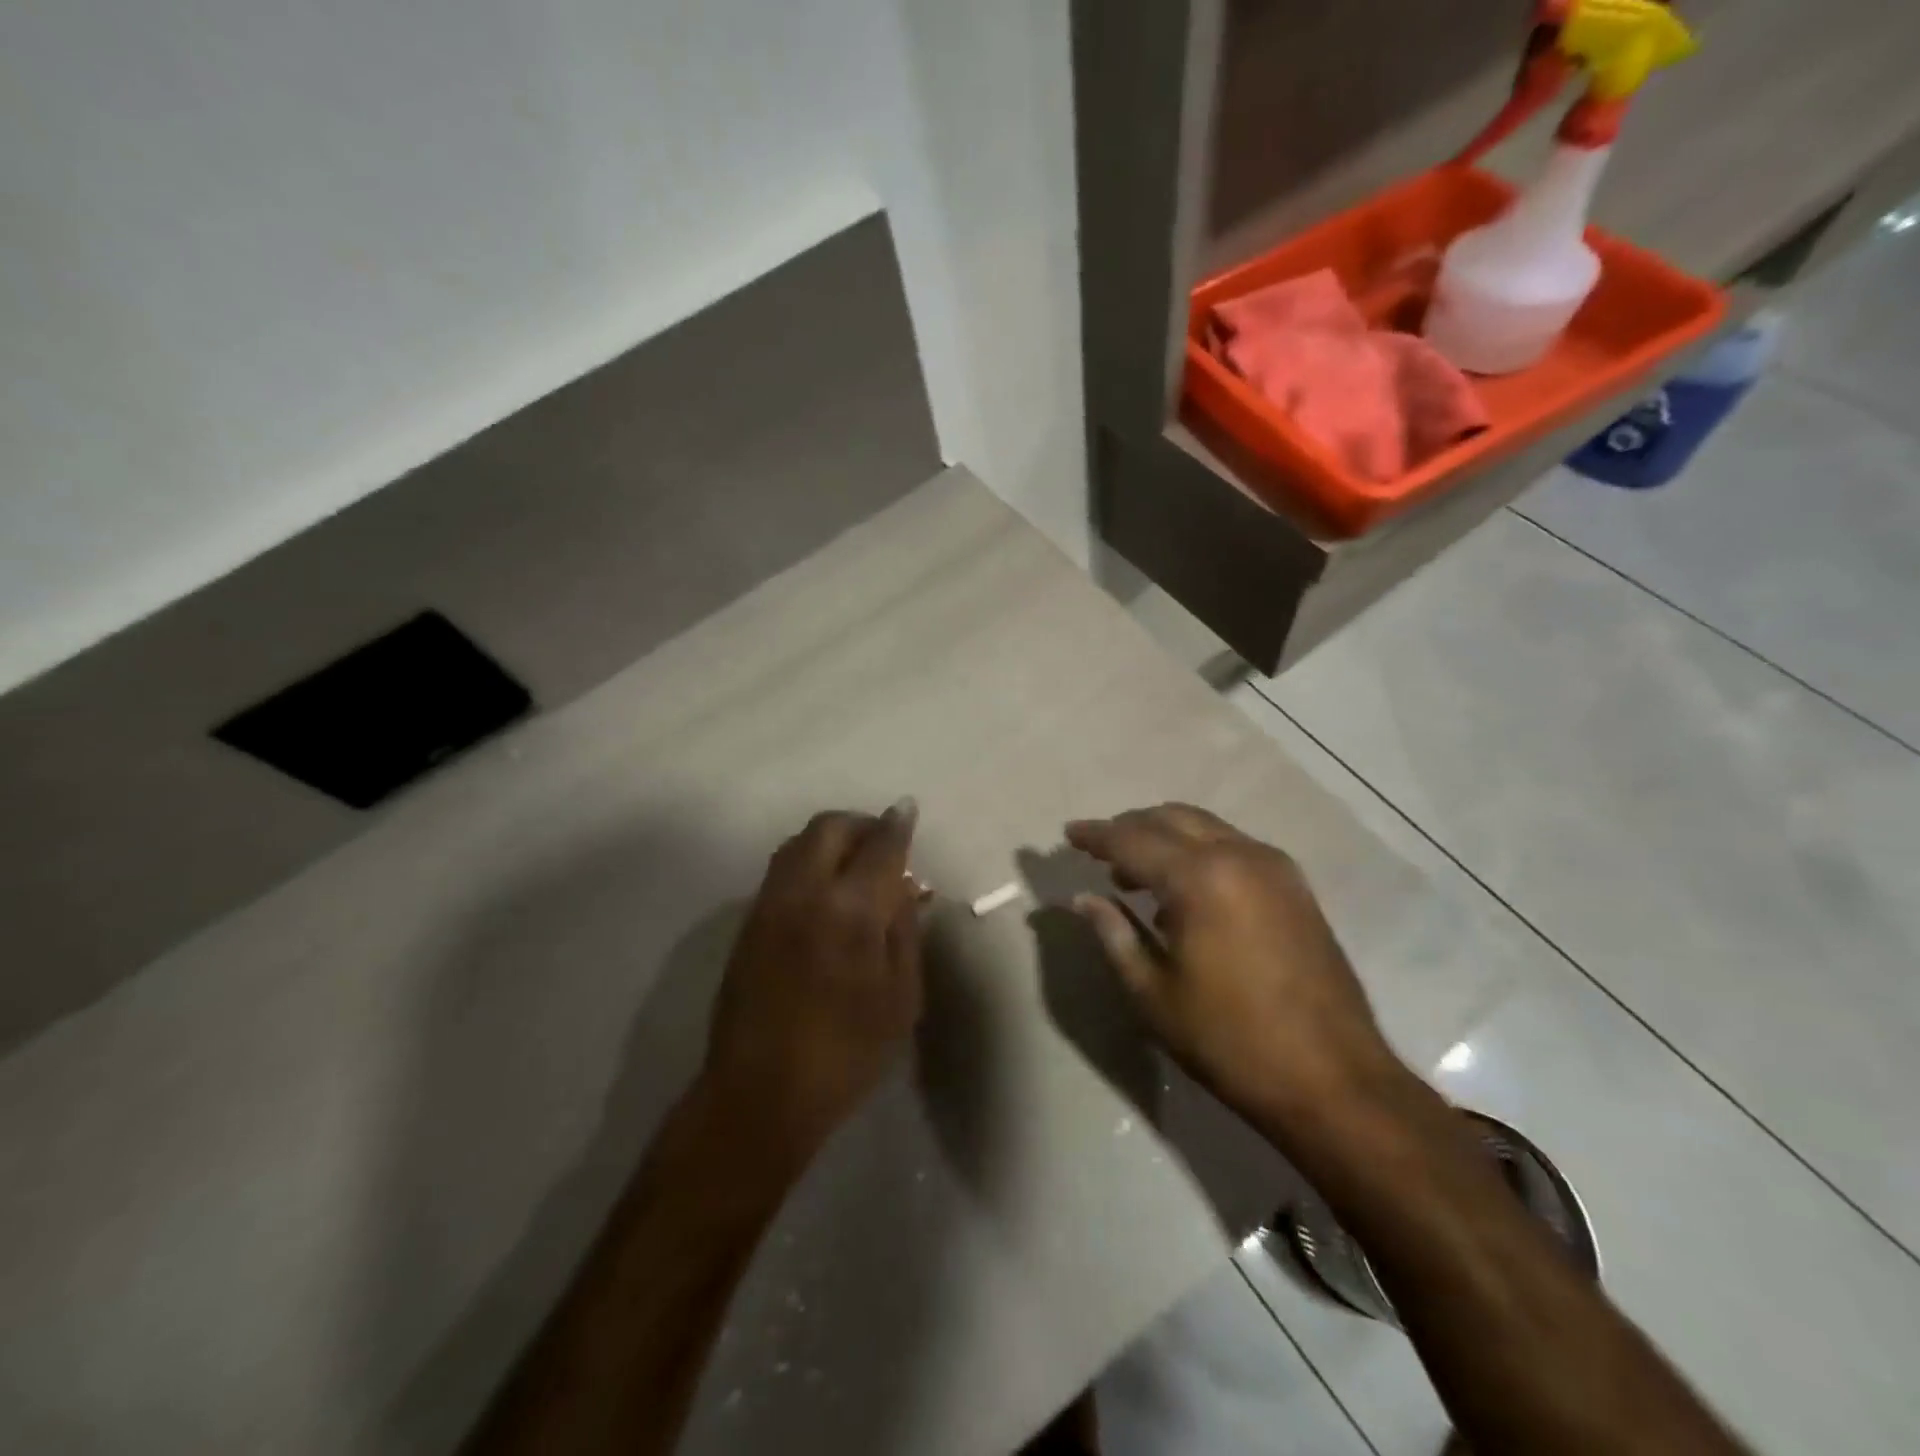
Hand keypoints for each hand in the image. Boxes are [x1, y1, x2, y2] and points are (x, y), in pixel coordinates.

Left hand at [700, 801, 924, 1170]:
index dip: (897, 825)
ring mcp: (769, 904)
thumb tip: (904, 887)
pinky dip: (809, 860)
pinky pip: (782, 868)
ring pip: (799, 843)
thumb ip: (903, 932)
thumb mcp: (900, 998)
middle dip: (860, 824)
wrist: (760, 1094)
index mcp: (850, 911)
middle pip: (830, 828)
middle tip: (884, 842)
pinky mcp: (749, 922)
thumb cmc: (846, 1054)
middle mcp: (804, 893)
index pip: (880, 847)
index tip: (907, 810)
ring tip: (856, 863)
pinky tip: (826, 890)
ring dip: (831, 839)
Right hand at [1066, 804, 1402, 1142]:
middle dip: (1130, 828)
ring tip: (1134, 872)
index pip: (1133, 839)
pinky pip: (1233, 846)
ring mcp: (1274, 867)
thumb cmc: (1230, 1041)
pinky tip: (1184, 890)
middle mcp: (1239, 856)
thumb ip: (1114, 934)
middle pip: (1171, 819)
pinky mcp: (1296, 886)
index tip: (1069, 834)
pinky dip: (1198, 851)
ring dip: (1165, 837)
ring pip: (1205, 827)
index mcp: (1200, 878)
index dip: (1096, 836)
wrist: (1334, 1080)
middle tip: (1099, 852)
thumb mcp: (1154, 993)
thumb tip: (1083, 899)